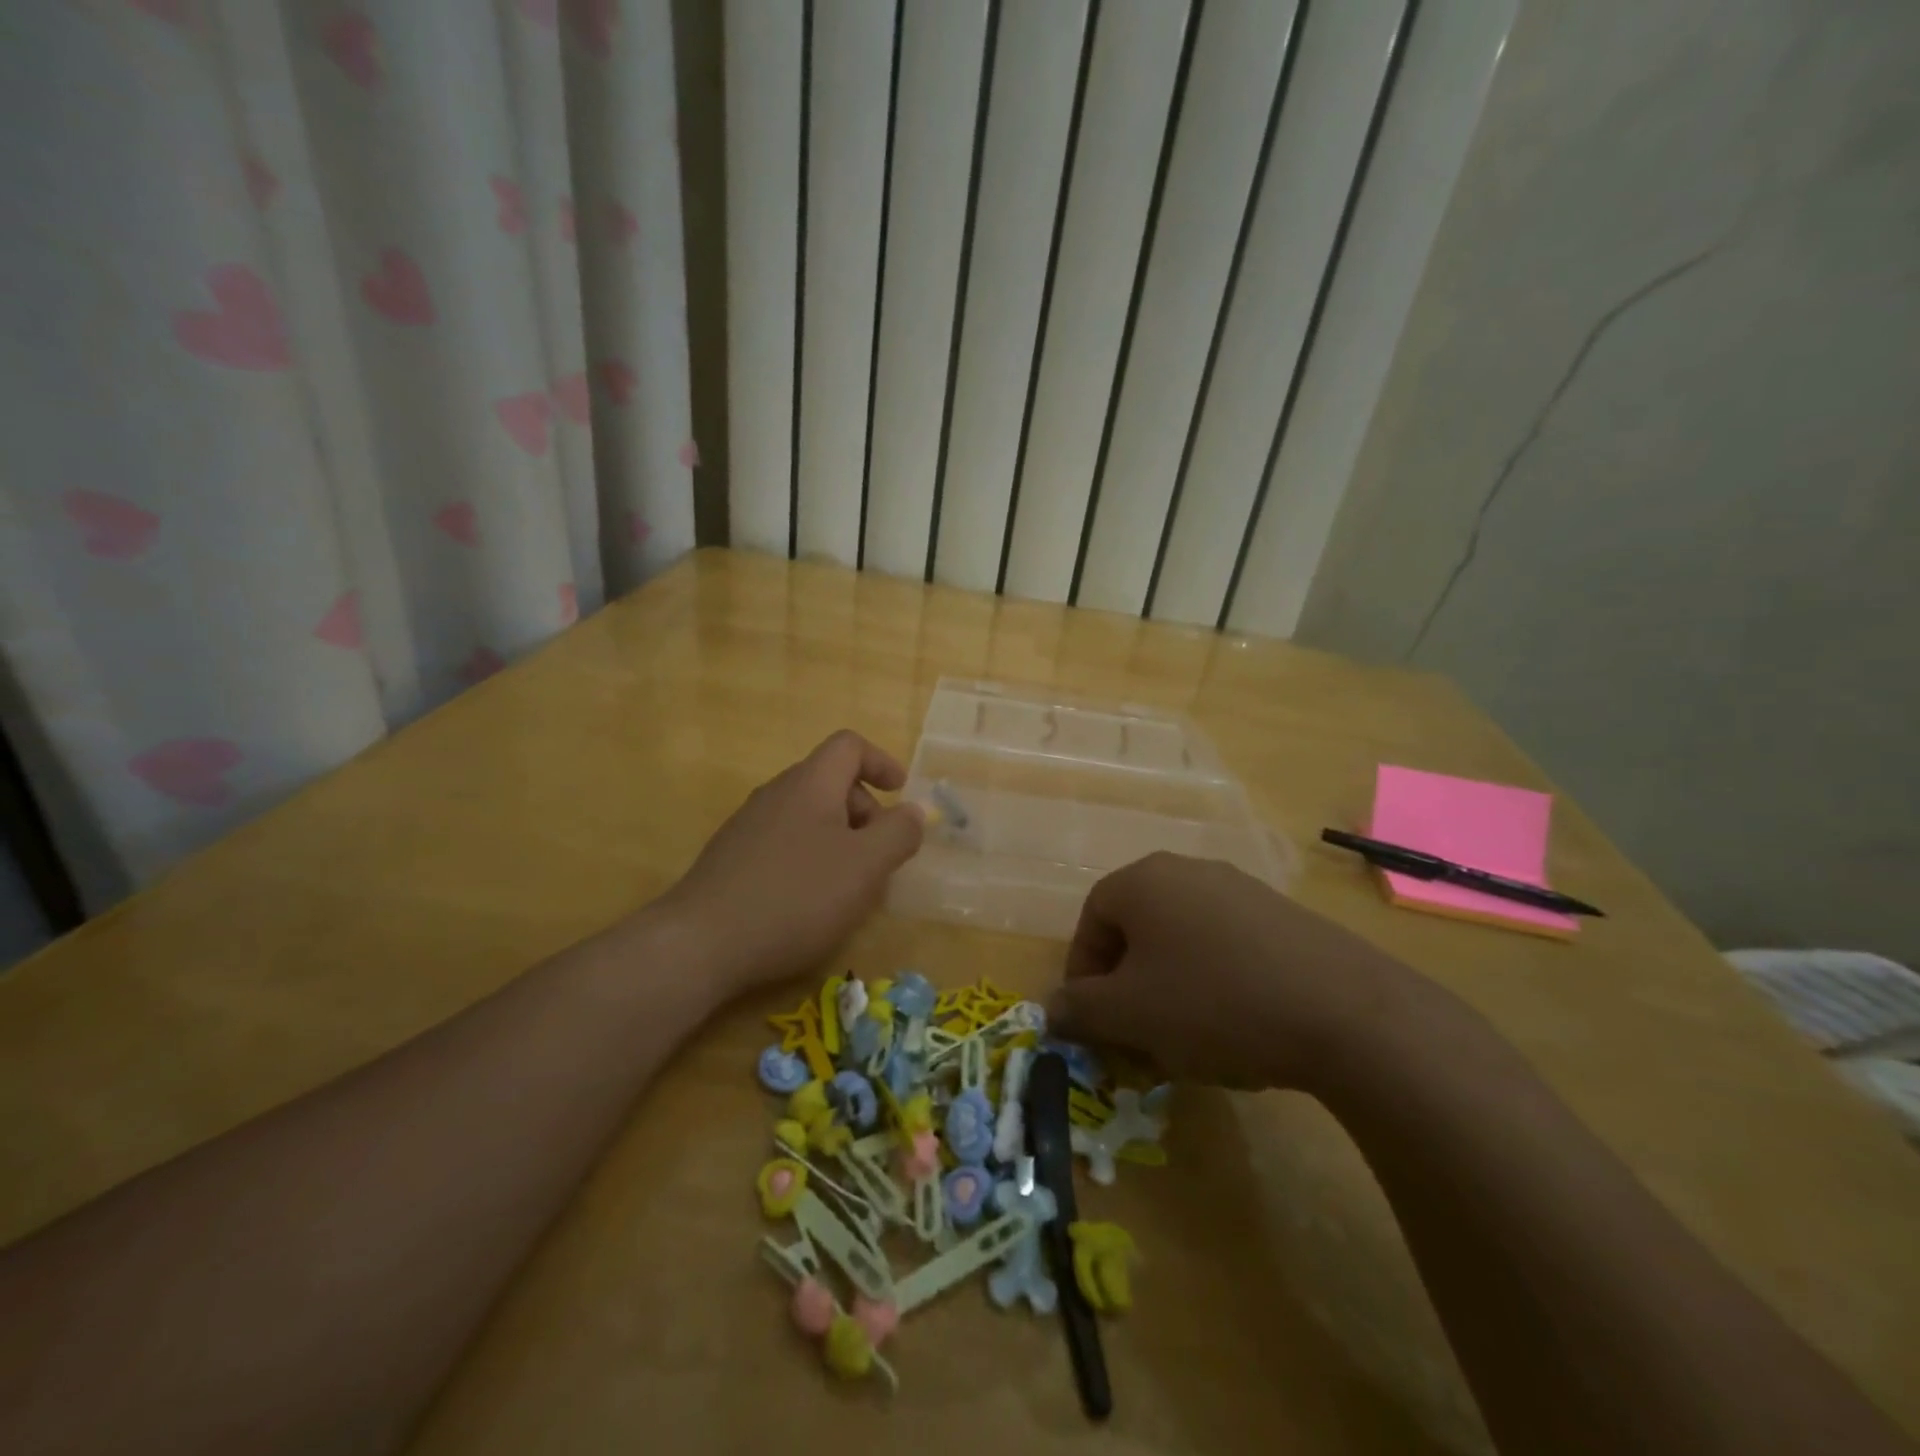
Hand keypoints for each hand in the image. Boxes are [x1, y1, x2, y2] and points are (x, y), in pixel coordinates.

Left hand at [659, 730, 923, 997]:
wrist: (702, 942)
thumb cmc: (796, 896)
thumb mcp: (865, 866)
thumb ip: (898, 833)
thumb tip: (913, 812)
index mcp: (810, 784)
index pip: (849, 746)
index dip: (881, 762)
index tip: (902, 795)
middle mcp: (776, 794)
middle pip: (831, 782)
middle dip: (866, 812)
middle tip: (881, 856)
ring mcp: (749, 826)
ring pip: (808, 816)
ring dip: (840, 840)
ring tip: (850, 886)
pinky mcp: (732, 858)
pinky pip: (785, 842)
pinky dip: (811, 859)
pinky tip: (810, 903)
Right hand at [1047, 853, 1420, 1090]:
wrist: (1344, 1011)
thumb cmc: (1212, 1003)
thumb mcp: (1130, 1015)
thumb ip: (1079, 1009)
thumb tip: (1051, 1009)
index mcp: (1144, 881)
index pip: (1091, 919)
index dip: (1083, 971)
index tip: (1093, 1019)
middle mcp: (1189, 871)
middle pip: (1138, 928)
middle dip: (1127, 984)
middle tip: (1135, 1035)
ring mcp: (1242, 889)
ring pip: (1183, 940)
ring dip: (1170, 988)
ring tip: (1184, 1040)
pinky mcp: (1284, 916)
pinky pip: (1227, 947)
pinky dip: (1216, 984)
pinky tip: (1236, 1028)